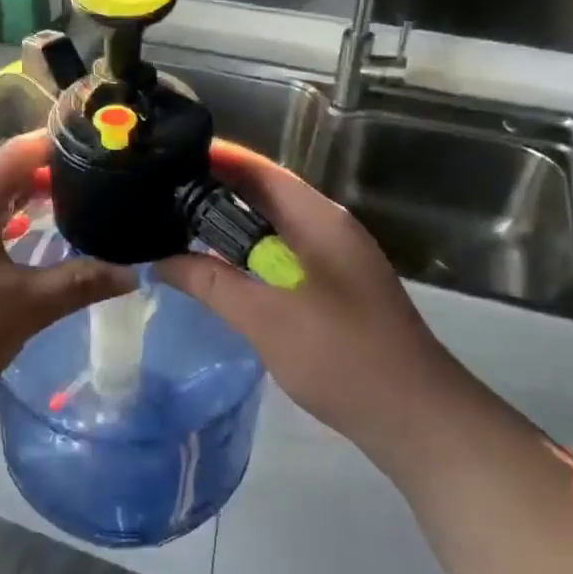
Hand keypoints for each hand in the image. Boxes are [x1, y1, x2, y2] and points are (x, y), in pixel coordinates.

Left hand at [0, 134, 133, 424]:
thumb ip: (79, 283)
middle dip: (52, 174)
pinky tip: (34, 247)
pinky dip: (12, 228)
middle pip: (6, 173)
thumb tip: (133, 273)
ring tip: (77, 208)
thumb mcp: (25, 307)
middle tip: (101, 181)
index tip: (103, 145)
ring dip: (31, 202)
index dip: (59, 142)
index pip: (20, 150)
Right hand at [156, 142, 459, 456]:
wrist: (415, 416)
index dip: (214, 158)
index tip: (166, 156)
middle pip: (262, 196)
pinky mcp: (331, 290)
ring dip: (226, 229)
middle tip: (156, 196)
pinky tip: (214, 273)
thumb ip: (211, 283)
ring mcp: (332, 260)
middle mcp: (326, 228)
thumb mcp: (266, 317)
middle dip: (212, 192)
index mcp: (318, 219)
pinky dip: (244, 258)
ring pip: (269, 229)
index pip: (258, 170)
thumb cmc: (341, 355)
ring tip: (173, 229)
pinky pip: (278, 258)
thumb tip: (160, 259)